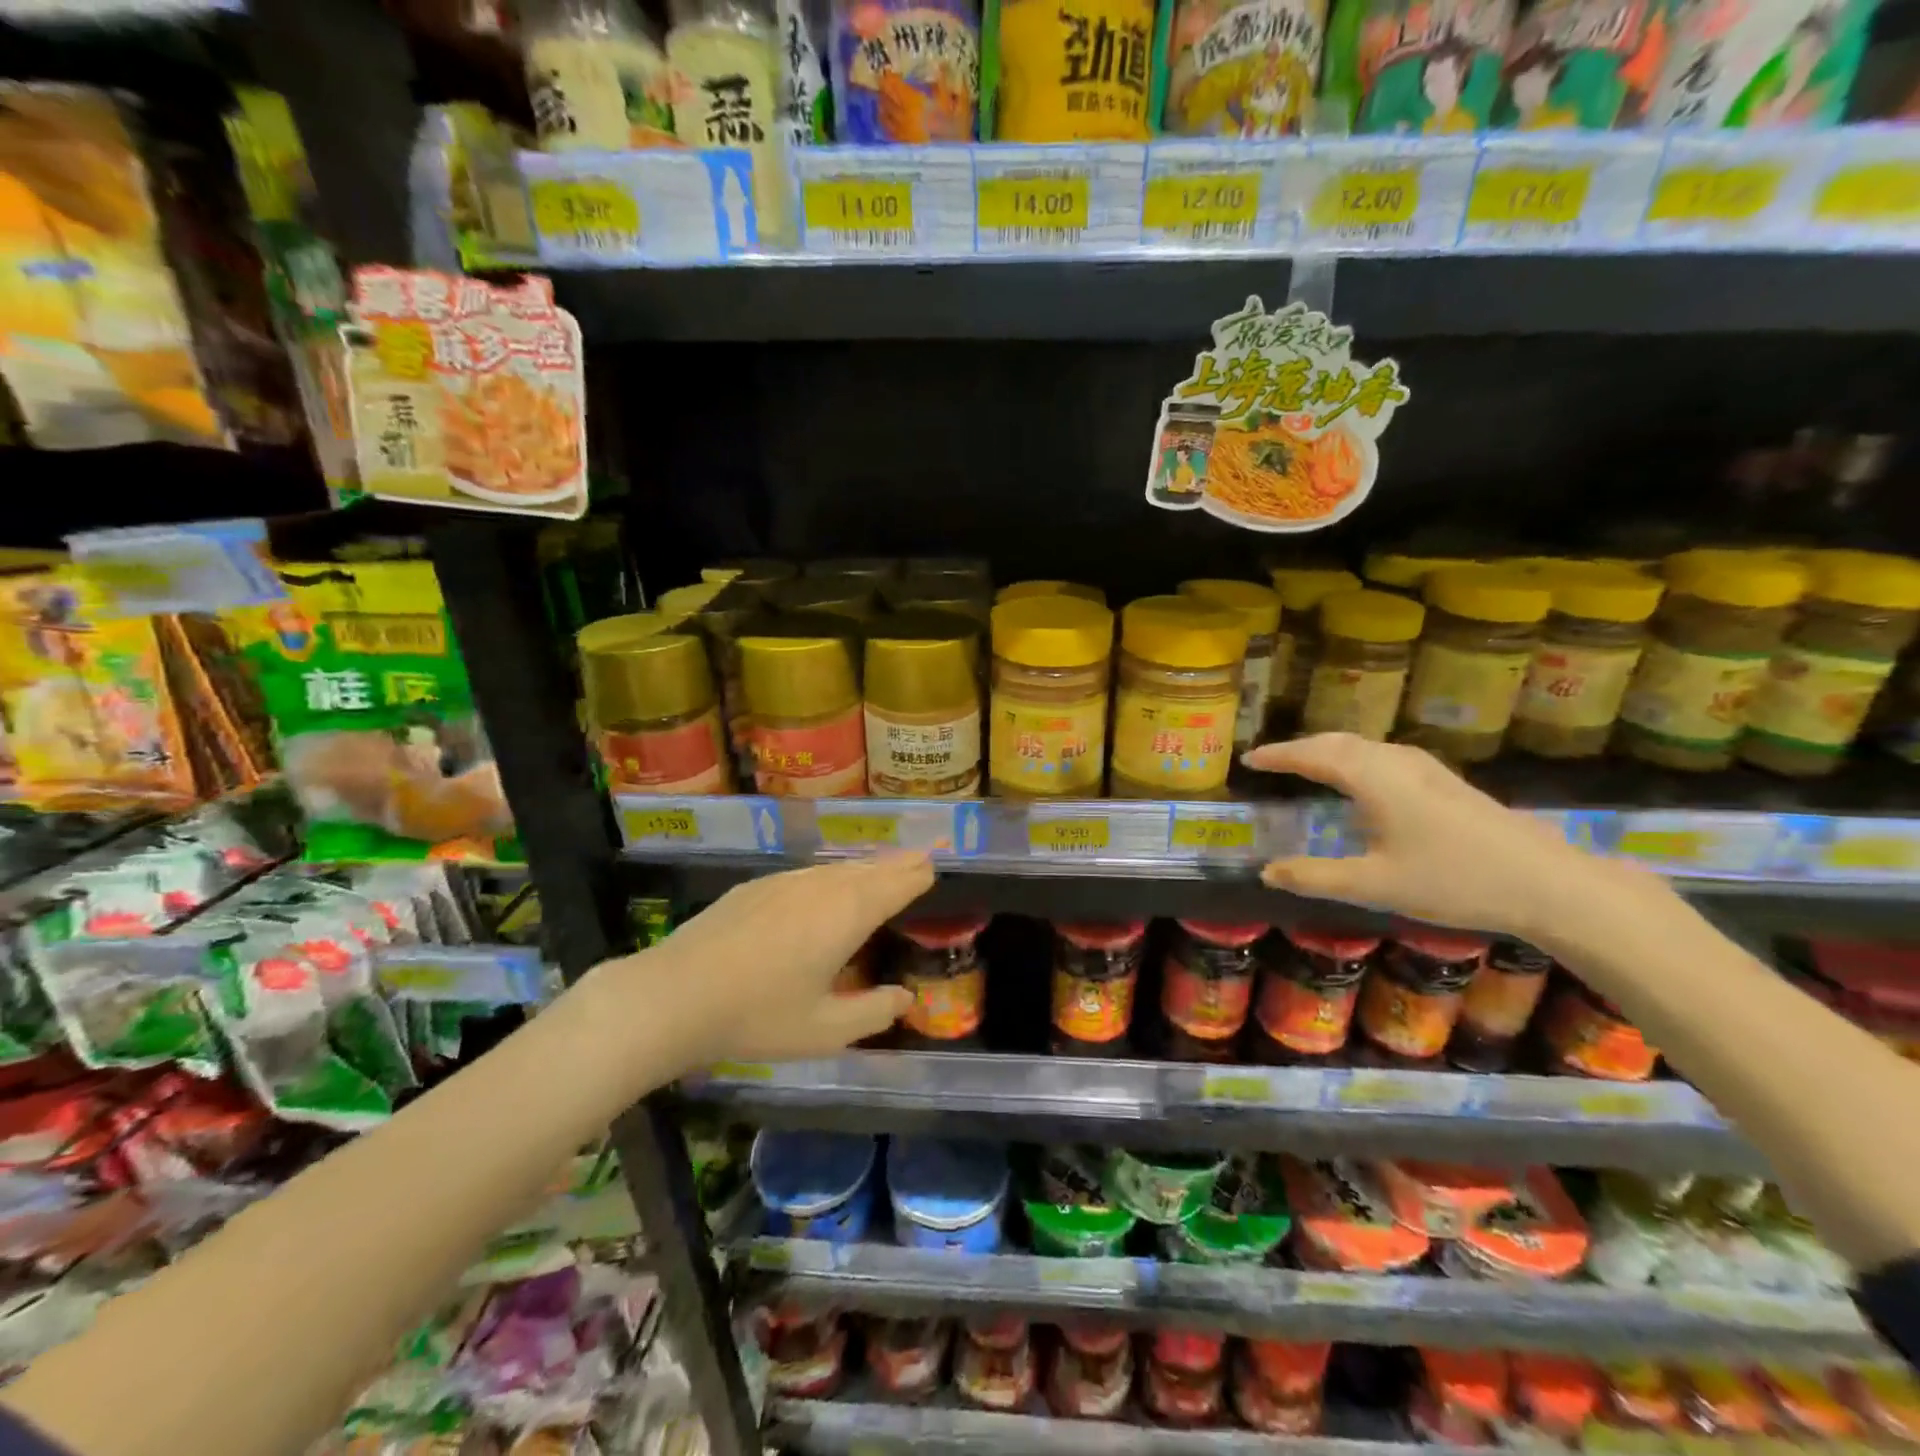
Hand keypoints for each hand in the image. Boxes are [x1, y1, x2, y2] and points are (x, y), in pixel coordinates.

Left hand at [613, 853, 930, 1068]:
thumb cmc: (759, 1015)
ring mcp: (786, 882)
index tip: (934, 867)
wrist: (675, 994)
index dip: (918, 875)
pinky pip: (809, 874)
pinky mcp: (756, 887)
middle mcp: (822, 886)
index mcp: (848, 914)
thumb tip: (905, 996)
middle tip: (920, 860)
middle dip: (898, 864)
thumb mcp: (826, 1030)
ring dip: (865, 868)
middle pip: (870, 868)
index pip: (896, 883)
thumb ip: (874, 1012)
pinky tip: (825, 887)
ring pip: (838, 868)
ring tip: (880, 870)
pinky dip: (831, 876)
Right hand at [1244, 734, 1658, 941]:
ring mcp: (1425, 769)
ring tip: (1306, 765)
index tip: (1249, 758)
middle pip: (1338, 743)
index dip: (1278, 756)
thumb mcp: (1375, 884)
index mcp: (1374, 778)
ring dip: (1328, 751)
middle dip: (1300, 748)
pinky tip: (1361, 782)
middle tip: (1271, 761)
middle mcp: (1396, 763)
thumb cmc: (1454, 879)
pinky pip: (1382, 756)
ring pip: (1363, 747)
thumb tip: (1266, 871)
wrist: (1548, 883)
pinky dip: (1354, 759)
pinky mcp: (1444, 782)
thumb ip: (1315, 877)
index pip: (1313, 756)